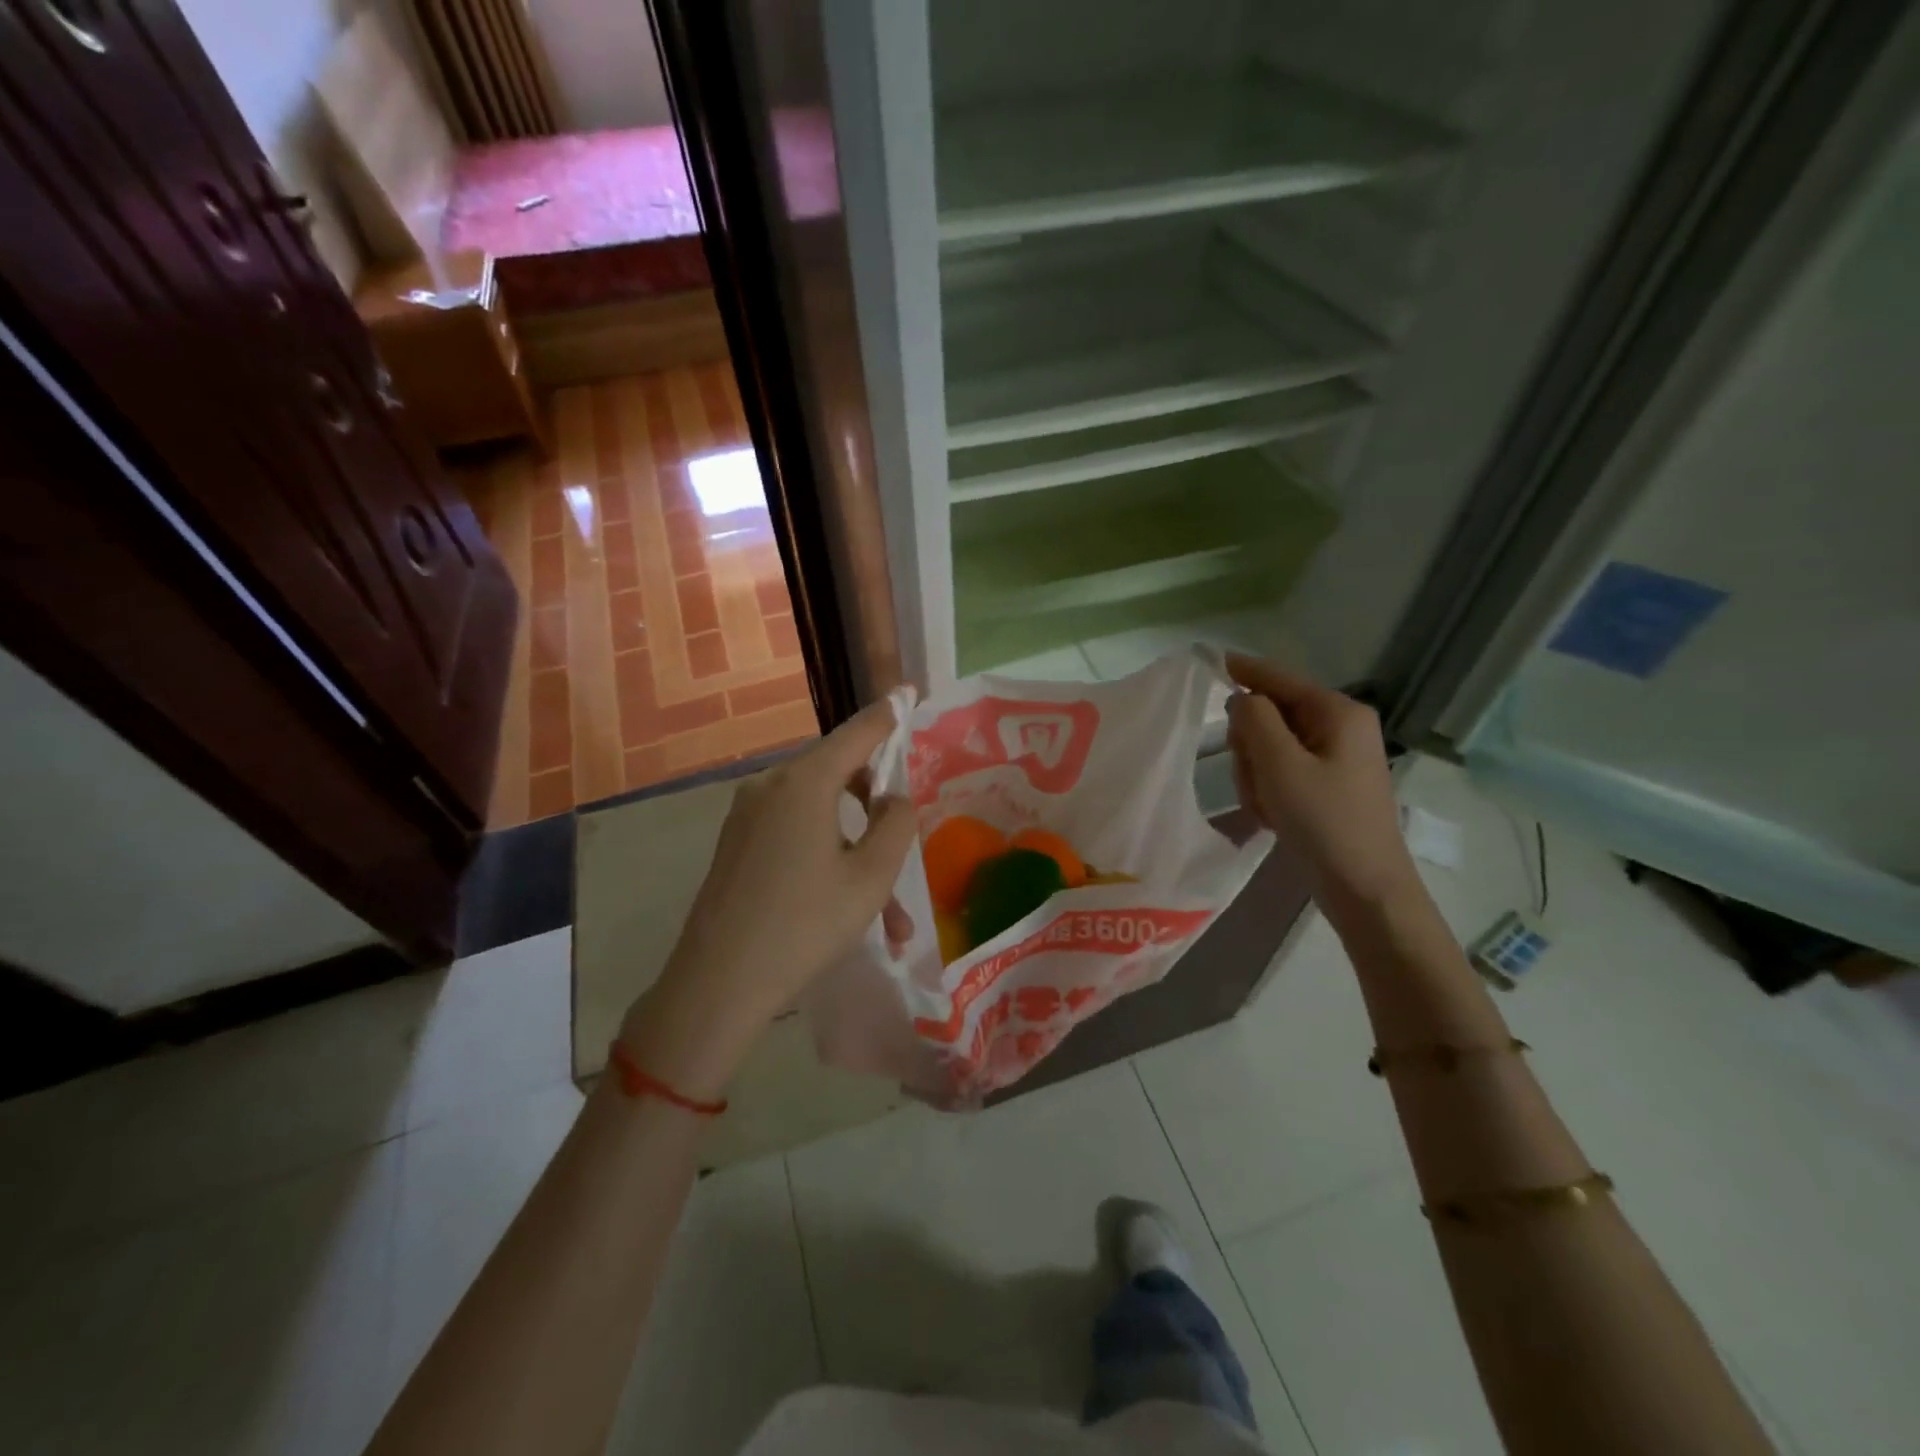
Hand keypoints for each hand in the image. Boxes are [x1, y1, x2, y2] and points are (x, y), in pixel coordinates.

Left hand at [619, 697, 916, 1098]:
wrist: (717, 984)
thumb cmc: (804, 925)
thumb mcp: (871, 877)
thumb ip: (896, 824)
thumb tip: (893, 798)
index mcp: (804, 782)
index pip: (858, 732)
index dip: (889, 714)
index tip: (910, 692)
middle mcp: (771, 786)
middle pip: (838, 773)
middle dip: (876, 807)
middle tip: (903, 843)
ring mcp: (747, 815)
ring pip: (820, 815)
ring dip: (856, 852)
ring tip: (889, 916)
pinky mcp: (737, 843)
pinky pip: (795, 835)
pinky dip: (827, 859)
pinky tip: (846, 911)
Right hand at [1225, 654, 1418, 917]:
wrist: (1365, 889)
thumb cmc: (1324, 822)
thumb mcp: (1281, 765)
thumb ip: (1255, 720)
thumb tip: (1242, 698)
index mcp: (1337, 712)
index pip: (1278, 677)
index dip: (1241, 669)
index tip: (1205, 658)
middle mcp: (1339, 726)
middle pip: (1270, 715)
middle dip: (1251, 746)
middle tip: (1254, 779)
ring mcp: (1334, 756)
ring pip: (1270, 746)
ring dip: (1257, 774)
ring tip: (1267, 807)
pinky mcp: (1327, 783)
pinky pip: (1281, 771)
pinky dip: (1269, 790)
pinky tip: (1274, 816)